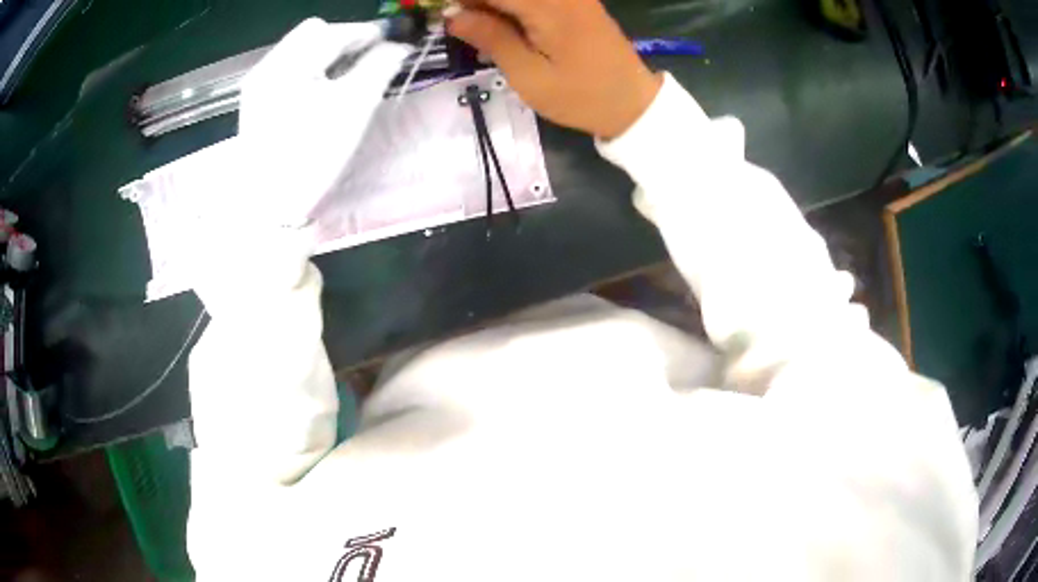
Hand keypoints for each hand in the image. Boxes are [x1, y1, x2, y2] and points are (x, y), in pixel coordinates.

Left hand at [184, 19, 407, 307]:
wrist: (271, 206)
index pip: (333, 30)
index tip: (390, 41)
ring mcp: (258, 85)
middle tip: (367, 60)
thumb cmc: (312, 156)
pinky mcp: (256, 102)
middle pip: (312, 34)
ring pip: (299, 50)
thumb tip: (399, 45)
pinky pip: (288, 69)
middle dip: (343, 40)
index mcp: (287, 65)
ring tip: (347, 77)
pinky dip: (310, 70)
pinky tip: (321, 91)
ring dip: (327, 54)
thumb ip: (379, 67)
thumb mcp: (353, 108)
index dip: (365, 32)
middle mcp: (267, 67)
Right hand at [447, 0, 661, 138]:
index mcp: (549, 6)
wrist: (633, 103)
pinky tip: (497, 22)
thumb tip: (452, 15)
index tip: (436, 10)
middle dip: (474, 2)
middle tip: (454, 21)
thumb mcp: (528, 76)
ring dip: (491, 5)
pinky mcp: (575, 1)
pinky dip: (509, 7)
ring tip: (472, 25)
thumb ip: (491, 38)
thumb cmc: (580, 97)